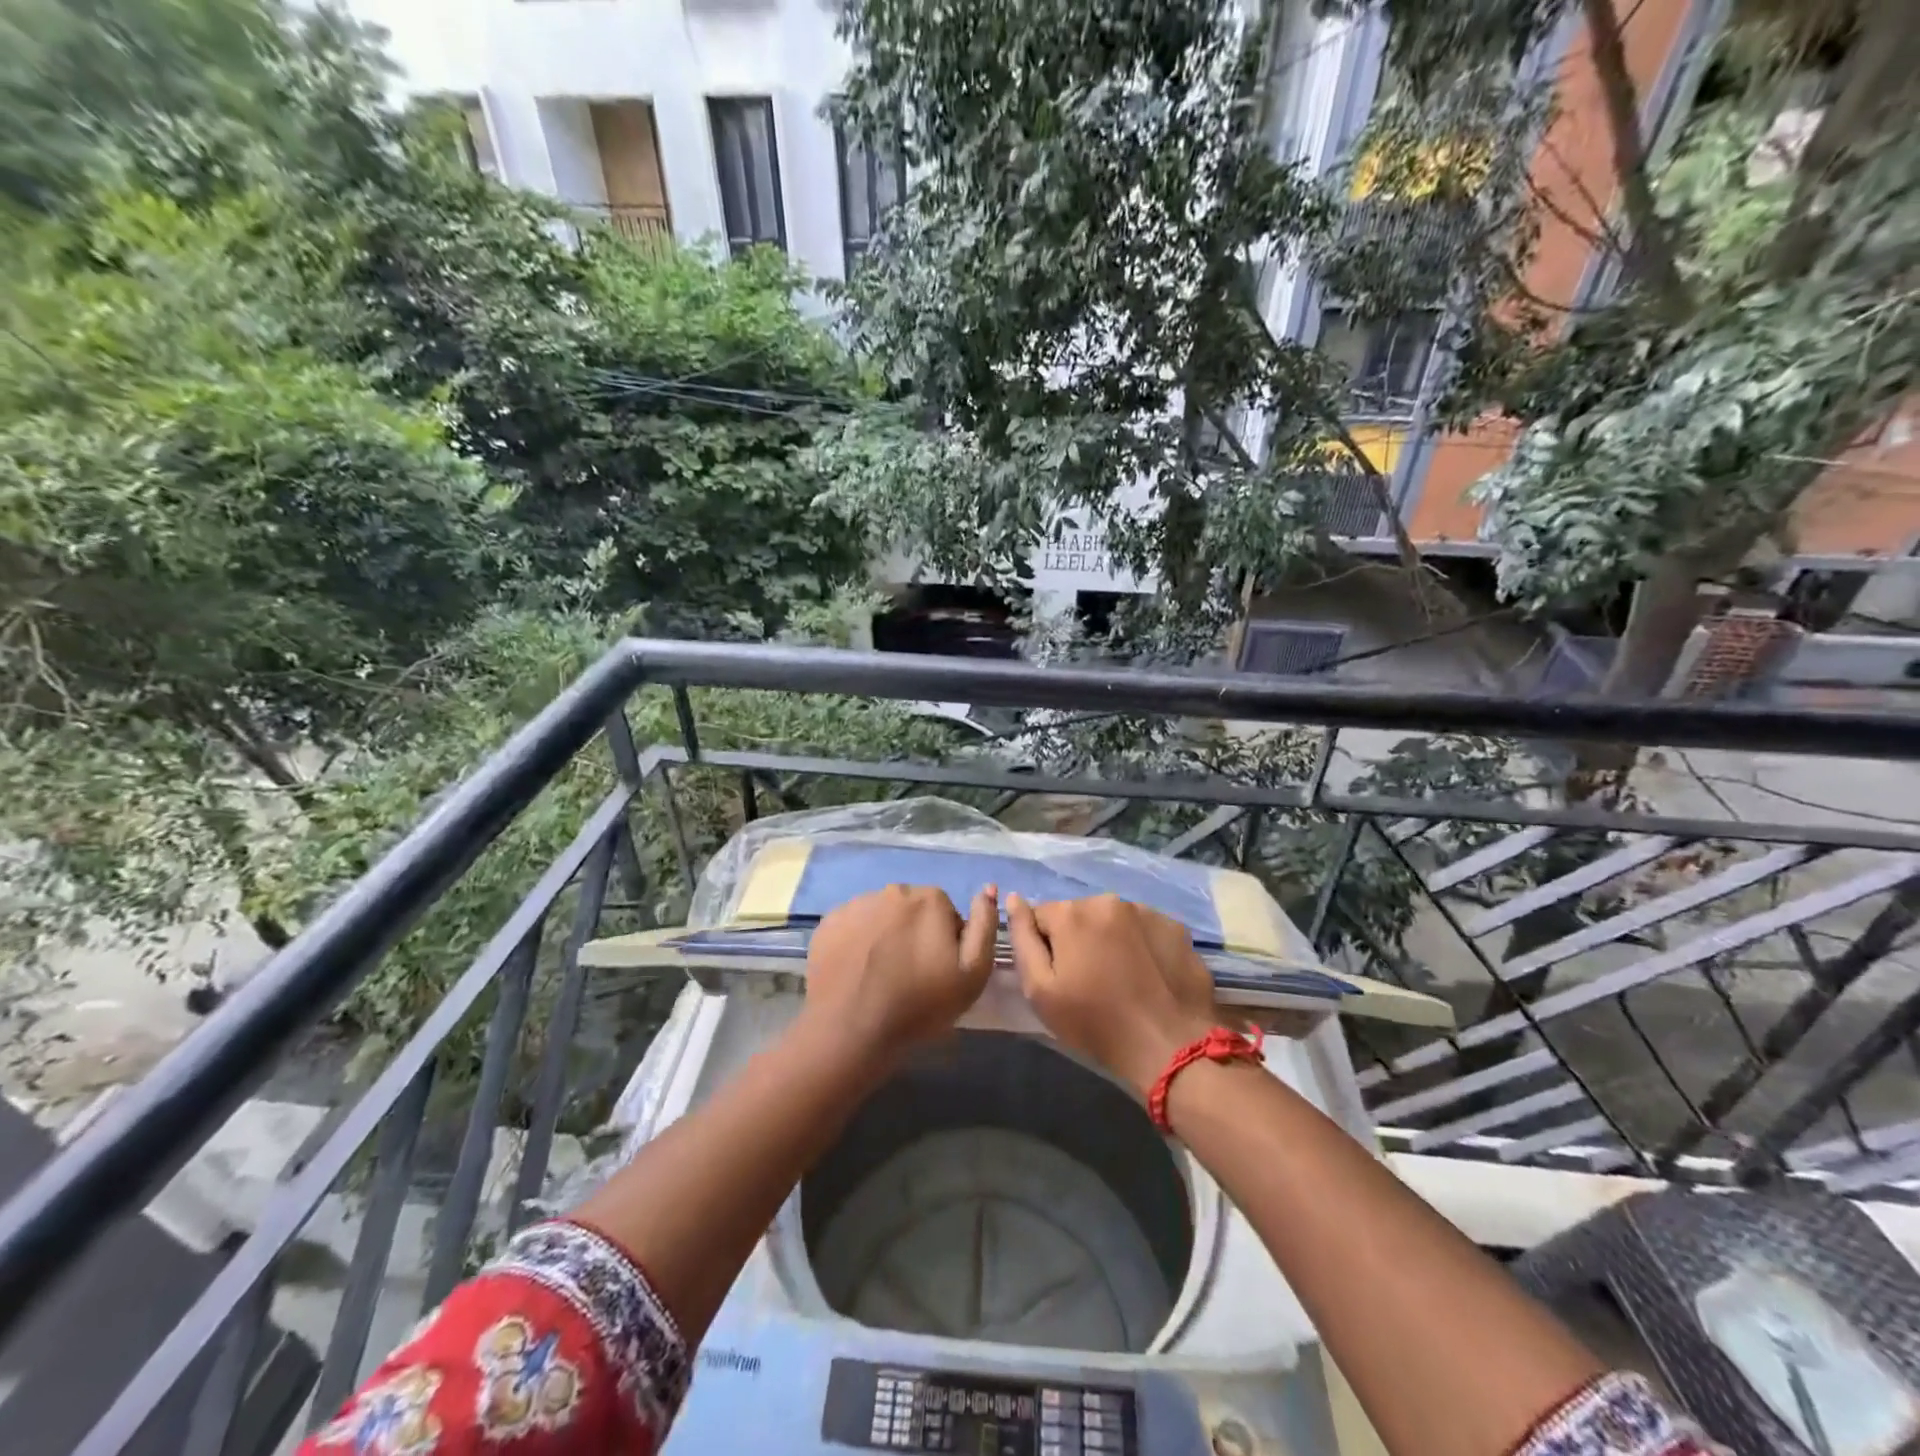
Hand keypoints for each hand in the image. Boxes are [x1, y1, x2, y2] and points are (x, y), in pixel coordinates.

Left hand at [803, 884, 998, 1060]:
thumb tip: (989, 889)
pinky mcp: (829, 922)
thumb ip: (986, 925)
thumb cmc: (920, 1004)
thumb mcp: (973, 973)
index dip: (947, 944)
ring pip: (882, 917)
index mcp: (930, 898)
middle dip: (916, 935)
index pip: (947, 914)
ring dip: (886, 937)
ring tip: (881, 976)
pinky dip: (858, 943)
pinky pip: (853, 927)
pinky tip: (857, 972)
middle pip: (914, 911)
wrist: (851, 1029)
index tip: (939, 972)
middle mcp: (893, 890)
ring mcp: (857, 904)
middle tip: (911, 976)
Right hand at [1005, 893, 1216, 1098]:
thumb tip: (1013, 898)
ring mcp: (1148, 912)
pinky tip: (1148, 977)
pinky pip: (1146, 930)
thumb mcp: (1040, 990)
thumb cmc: (1095, 1023)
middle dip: (1079, 940)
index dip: (1045, 946)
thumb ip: (1022, 938)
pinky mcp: (1176, 928)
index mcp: (1072, 913)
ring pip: (1114, 921)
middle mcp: (1109, 901)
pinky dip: (1142, 946)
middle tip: (1090, 981)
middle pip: (1080, 915)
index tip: (1059, 976)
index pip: (1042, 916)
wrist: (1169, 1047)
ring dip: (1111, 941)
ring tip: (1122, 980)